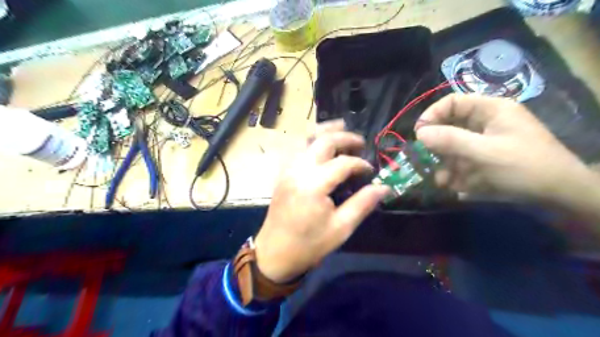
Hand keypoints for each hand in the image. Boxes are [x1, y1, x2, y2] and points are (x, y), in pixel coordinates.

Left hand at [255, 120, 391, 282]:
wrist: (274, 254)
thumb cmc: (309, 245)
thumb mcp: (341, 228)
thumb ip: (362, 204)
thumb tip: (384, 187)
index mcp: (314, 184)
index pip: (343, 163)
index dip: (360, 164)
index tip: (371, 171)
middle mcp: (298, 170)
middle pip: (323, 141)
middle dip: (345, 137)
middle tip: (361, 142)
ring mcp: (287, 170)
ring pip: (305, 139)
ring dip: (325, 131)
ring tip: (341, 126)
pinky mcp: (282, 174)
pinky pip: (296, 148)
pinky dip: (310, 140)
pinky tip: (319, 143)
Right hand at [416, 93, 588, 201]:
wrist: (559, 195)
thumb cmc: (524, 166)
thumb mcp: (485, 152)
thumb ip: (450, 140)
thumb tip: (420, 133)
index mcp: (490, 110)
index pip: (452, 102)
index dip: (432, 115)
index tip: (419, 134)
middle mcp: (486, 122)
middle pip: (450, 126)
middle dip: (437, 146)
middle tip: (426, 160)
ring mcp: (485, 141)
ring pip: (453, 147)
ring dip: (445, 164)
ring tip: (444, 181)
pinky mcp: (485, 158)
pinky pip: (462, 161)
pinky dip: (456, 173)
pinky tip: (457, 186)